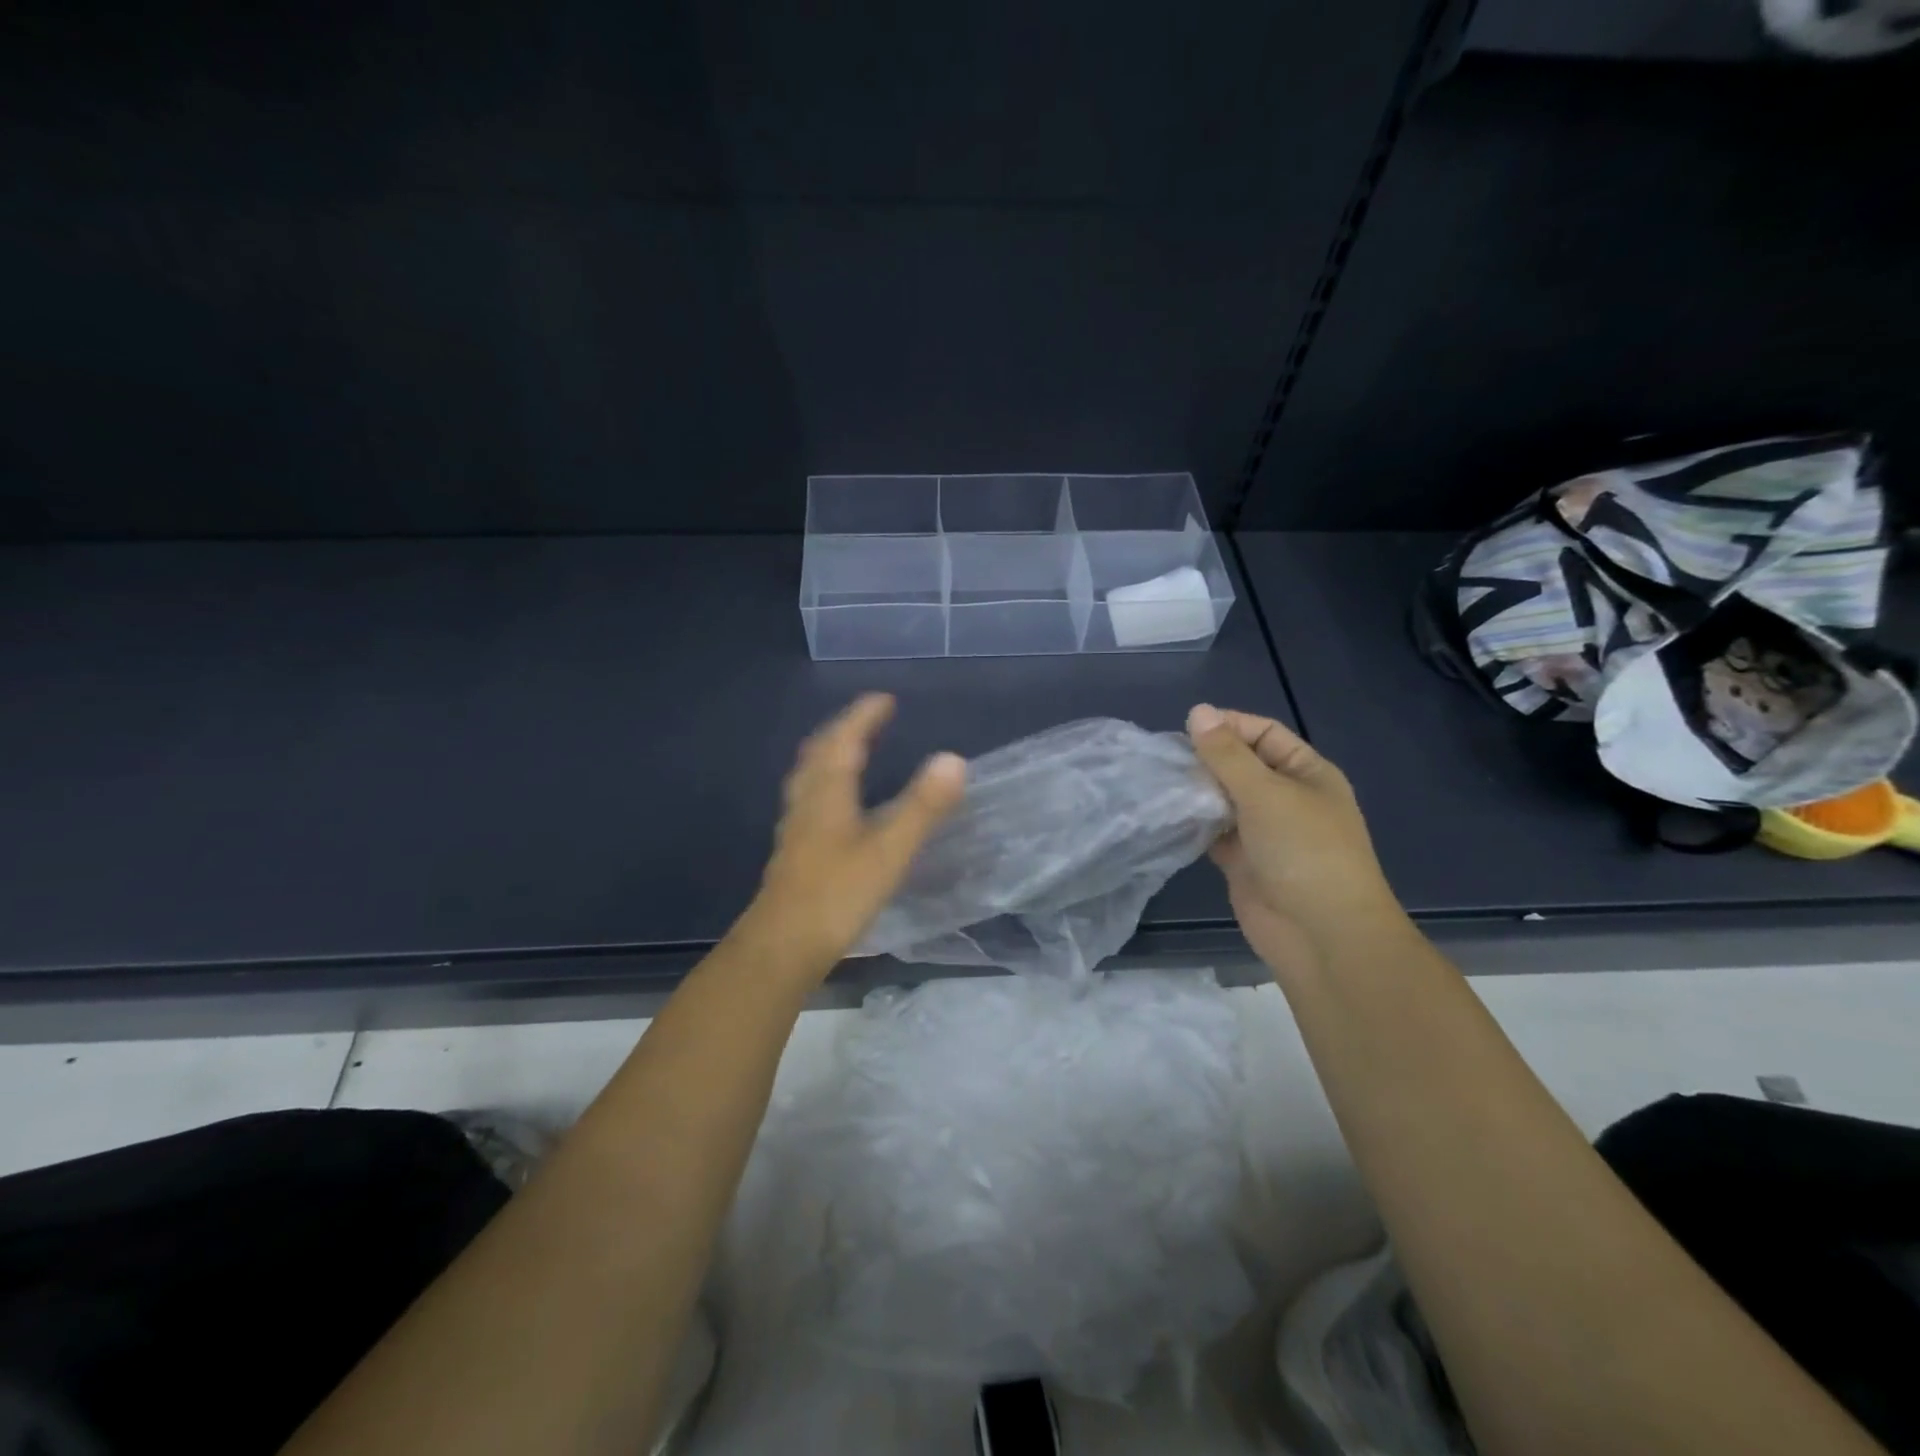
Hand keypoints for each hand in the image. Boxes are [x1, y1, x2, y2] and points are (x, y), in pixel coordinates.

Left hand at [735, 693, 965, 978]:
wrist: (782, 946)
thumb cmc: (837, 894)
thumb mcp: (889, 850)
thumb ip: (923, 806)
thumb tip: (954, 759)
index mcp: (827, 792)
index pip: (844, 740)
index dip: (864, 716)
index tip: (884, 699)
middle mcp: (807, 801)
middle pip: (820, 753)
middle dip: (843, 729)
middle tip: (868, 719)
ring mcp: (795, 827)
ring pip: (809, 776)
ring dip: (829, 754)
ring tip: (850, 750)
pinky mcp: (793, 851)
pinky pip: (808, 799)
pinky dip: (825, 782)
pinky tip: (835, 805)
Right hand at [1186, 703, 1404, 974]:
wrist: (1321, 935)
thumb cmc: (1304, 851)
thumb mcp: (1266, 793)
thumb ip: (1227, 754)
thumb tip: (1198, 711)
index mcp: (1306, 773)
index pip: (1264, 734)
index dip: (1228, 726)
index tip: (1186, 729)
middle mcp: (1286, 798)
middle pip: (1240, 765)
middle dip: (1205, 759)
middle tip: (1163, 757)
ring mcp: (1263, 832)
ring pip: (1223, 799)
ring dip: (1195, 791)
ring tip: (1157, 781)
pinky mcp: (1242, 861)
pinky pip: (1213, 832)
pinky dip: (1193, 824)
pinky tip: (1165, 814)